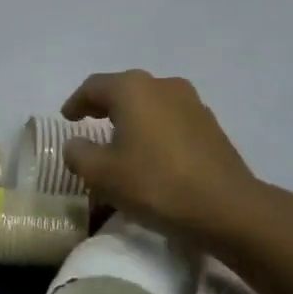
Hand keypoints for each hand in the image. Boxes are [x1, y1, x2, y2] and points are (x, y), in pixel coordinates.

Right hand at [61, 70, 279, 247]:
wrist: (226, 208)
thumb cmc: (155, 183)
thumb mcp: (100, 174)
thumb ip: (78, 153)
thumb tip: (76, 144)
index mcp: (132, 89)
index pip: (93, 86)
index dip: (76, 102)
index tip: (66, 119)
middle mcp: (163, 85)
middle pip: (125, 89)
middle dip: (104, 105)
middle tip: (89, 123)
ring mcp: (192, 103)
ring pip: (150, 103)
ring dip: (132, 117)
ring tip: (120, 140)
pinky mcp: (210, 126)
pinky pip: (171, 119)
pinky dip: (154, 129)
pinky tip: (151, 153)